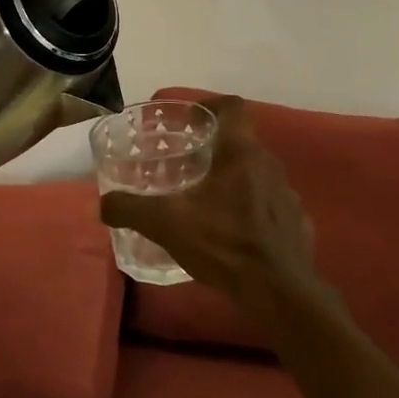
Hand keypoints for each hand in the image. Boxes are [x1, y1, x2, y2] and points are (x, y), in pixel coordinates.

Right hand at [98, 98, 321, 320]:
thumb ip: (131, 209)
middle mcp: (270, 165)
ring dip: (234, 182)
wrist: (279, 292)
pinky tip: (233, 234)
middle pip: (242, 143)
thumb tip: (100, 205)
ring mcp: (288, 195)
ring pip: (257, 175)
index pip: (233, 107)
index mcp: (241, 153)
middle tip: (187, 165)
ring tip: (207, 202)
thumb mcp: (167, 224)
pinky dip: (252, 211)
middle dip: (215, 150)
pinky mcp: (297, 224)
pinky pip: (271, 206)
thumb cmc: (224, 243)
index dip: (211, 105)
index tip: (190, 120)